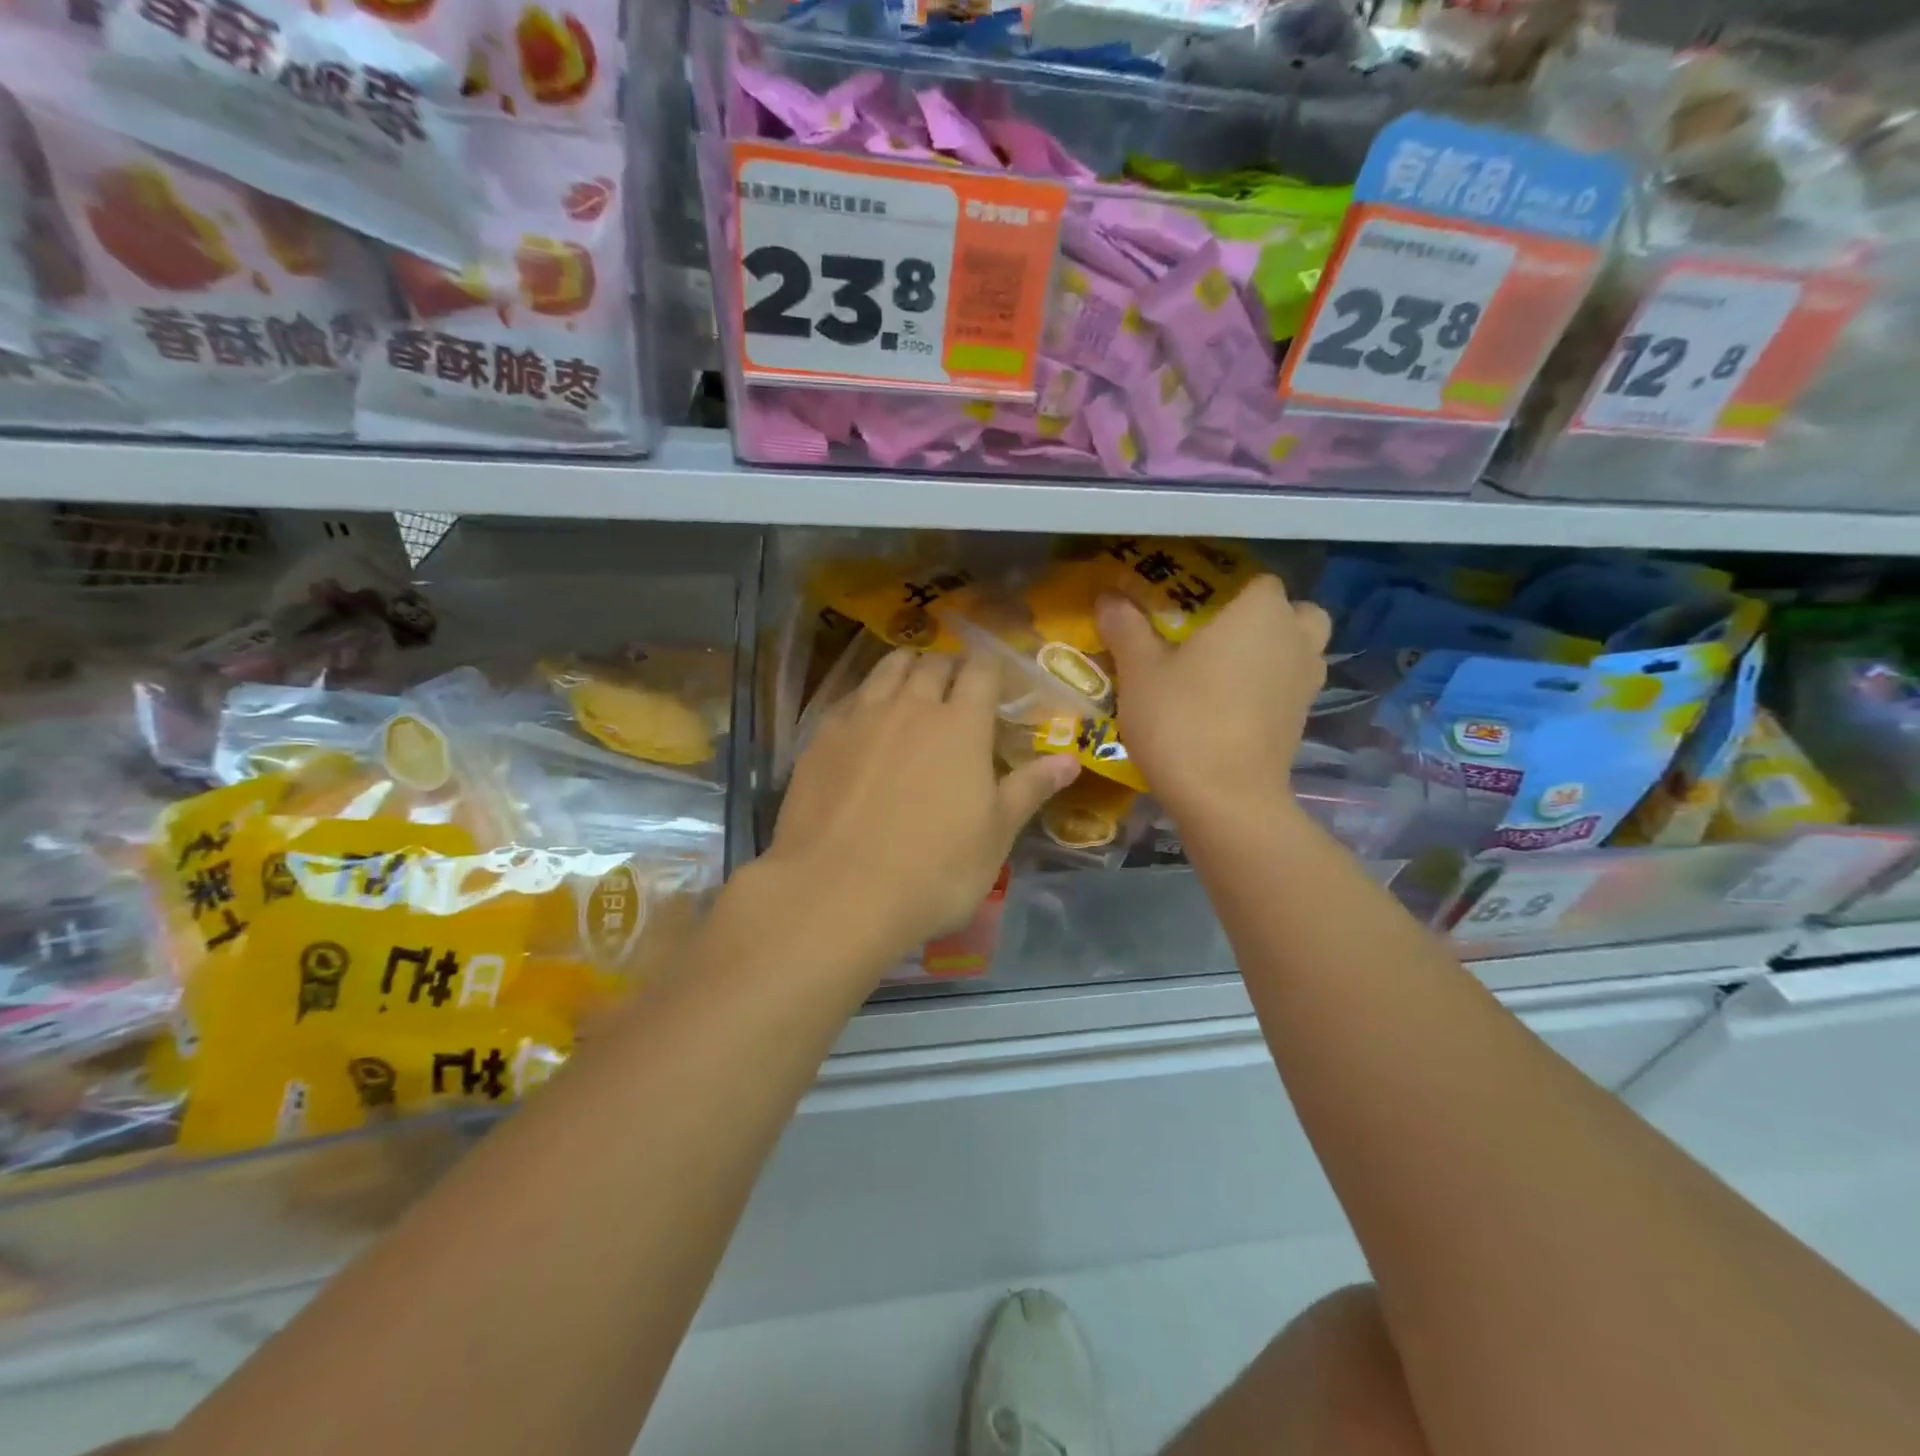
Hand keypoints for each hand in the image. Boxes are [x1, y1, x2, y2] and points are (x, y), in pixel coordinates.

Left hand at [761, 649, 1079, 970]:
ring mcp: (860, 717)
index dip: (990, 667)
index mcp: (962, 724)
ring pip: (887, 669)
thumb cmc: (934, 870)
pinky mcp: (820, 737)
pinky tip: (865, 719)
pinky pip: (850, 697)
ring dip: (906, 668)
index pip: (981, 670)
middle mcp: (911, 706)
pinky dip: (866, 696)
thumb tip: (1070, 760)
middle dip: (949, 666)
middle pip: (933, 663)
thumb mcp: (995, 835)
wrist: (838, 893)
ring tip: (911, 686)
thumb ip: (1030, 789)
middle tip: (955, 686)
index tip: (995, 677)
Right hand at [1097, 575, 1330, 823]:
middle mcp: (1295, 640)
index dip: (1227, 587)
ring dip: (1274, 654)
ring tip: (1225, 672)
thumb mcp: (1139, 671)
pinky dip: (1270, 690)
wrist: (1225, 800)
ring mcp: (1306, 684)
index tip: (1192, 606)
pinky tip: (1230, 707)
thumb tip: (1109, 597)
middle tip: (1220, 635)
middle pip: (1294, 614)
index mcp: (1261, 613)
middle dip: (1265, 619)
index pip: (1257, 579)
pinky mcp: (1302, 723)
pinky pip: (1290, 689)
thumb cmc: (1182, 720)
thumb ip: (1126, 627)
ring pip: (1299, 652)